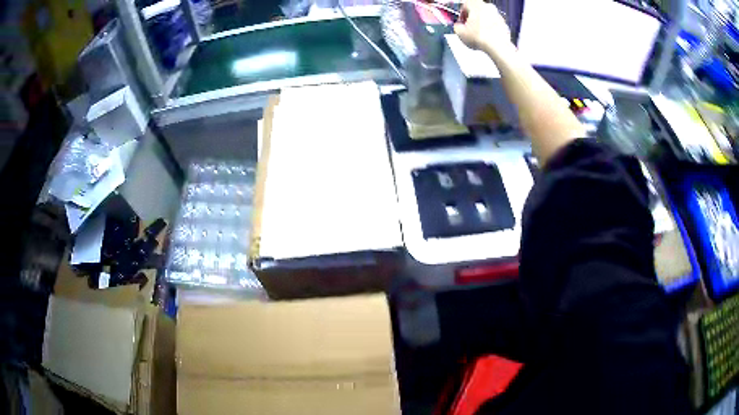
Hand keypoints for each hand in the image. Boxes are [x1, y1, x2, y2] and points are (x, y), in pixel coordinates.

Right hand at [454, 0, 513, 57]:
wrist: (497, 46)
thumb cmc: (481, 37)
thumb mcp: (460, 32)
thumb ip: (457, 26)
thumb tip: (459, 26)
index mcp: (476, 4)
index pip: (465, 5)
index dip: (461, 14)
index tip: (461, 21)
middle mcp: (488, 7)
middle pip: (477, 10)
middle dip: (473, 18)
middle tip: (469, 28)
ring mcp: (498, 15)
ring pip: (486, 17)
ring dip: (482, 23)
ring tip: (478, 35)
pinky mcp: (504, 24)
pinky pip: (494, 24)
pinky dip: (491, 29)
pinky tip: (487, 37)